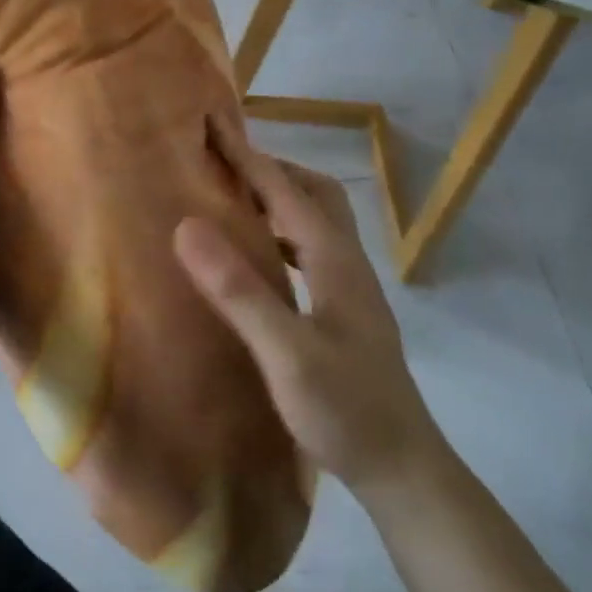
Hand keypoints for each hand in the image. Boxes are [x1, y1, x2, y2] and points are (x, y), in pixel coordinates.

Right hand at [173, 121, 439, 495]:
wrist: (403, 468)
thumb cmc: (345, 409)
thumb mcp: (286, 353)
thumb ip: (239, 291)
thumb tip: (188, 225)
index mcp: (333, 258)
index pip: (284, 189)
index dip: (246, 154)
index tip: (211, 123)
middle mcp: (346, 262)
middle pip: (312, 193)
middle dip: (269, 169)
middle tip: (222, 166)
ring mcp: (349, 287)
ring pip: (314, 221)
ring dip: (277, 200)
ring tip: (231, 202)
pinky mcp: (344, 311)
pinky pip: (309, 250)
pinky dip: (280, 235)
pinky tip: (257, 259)